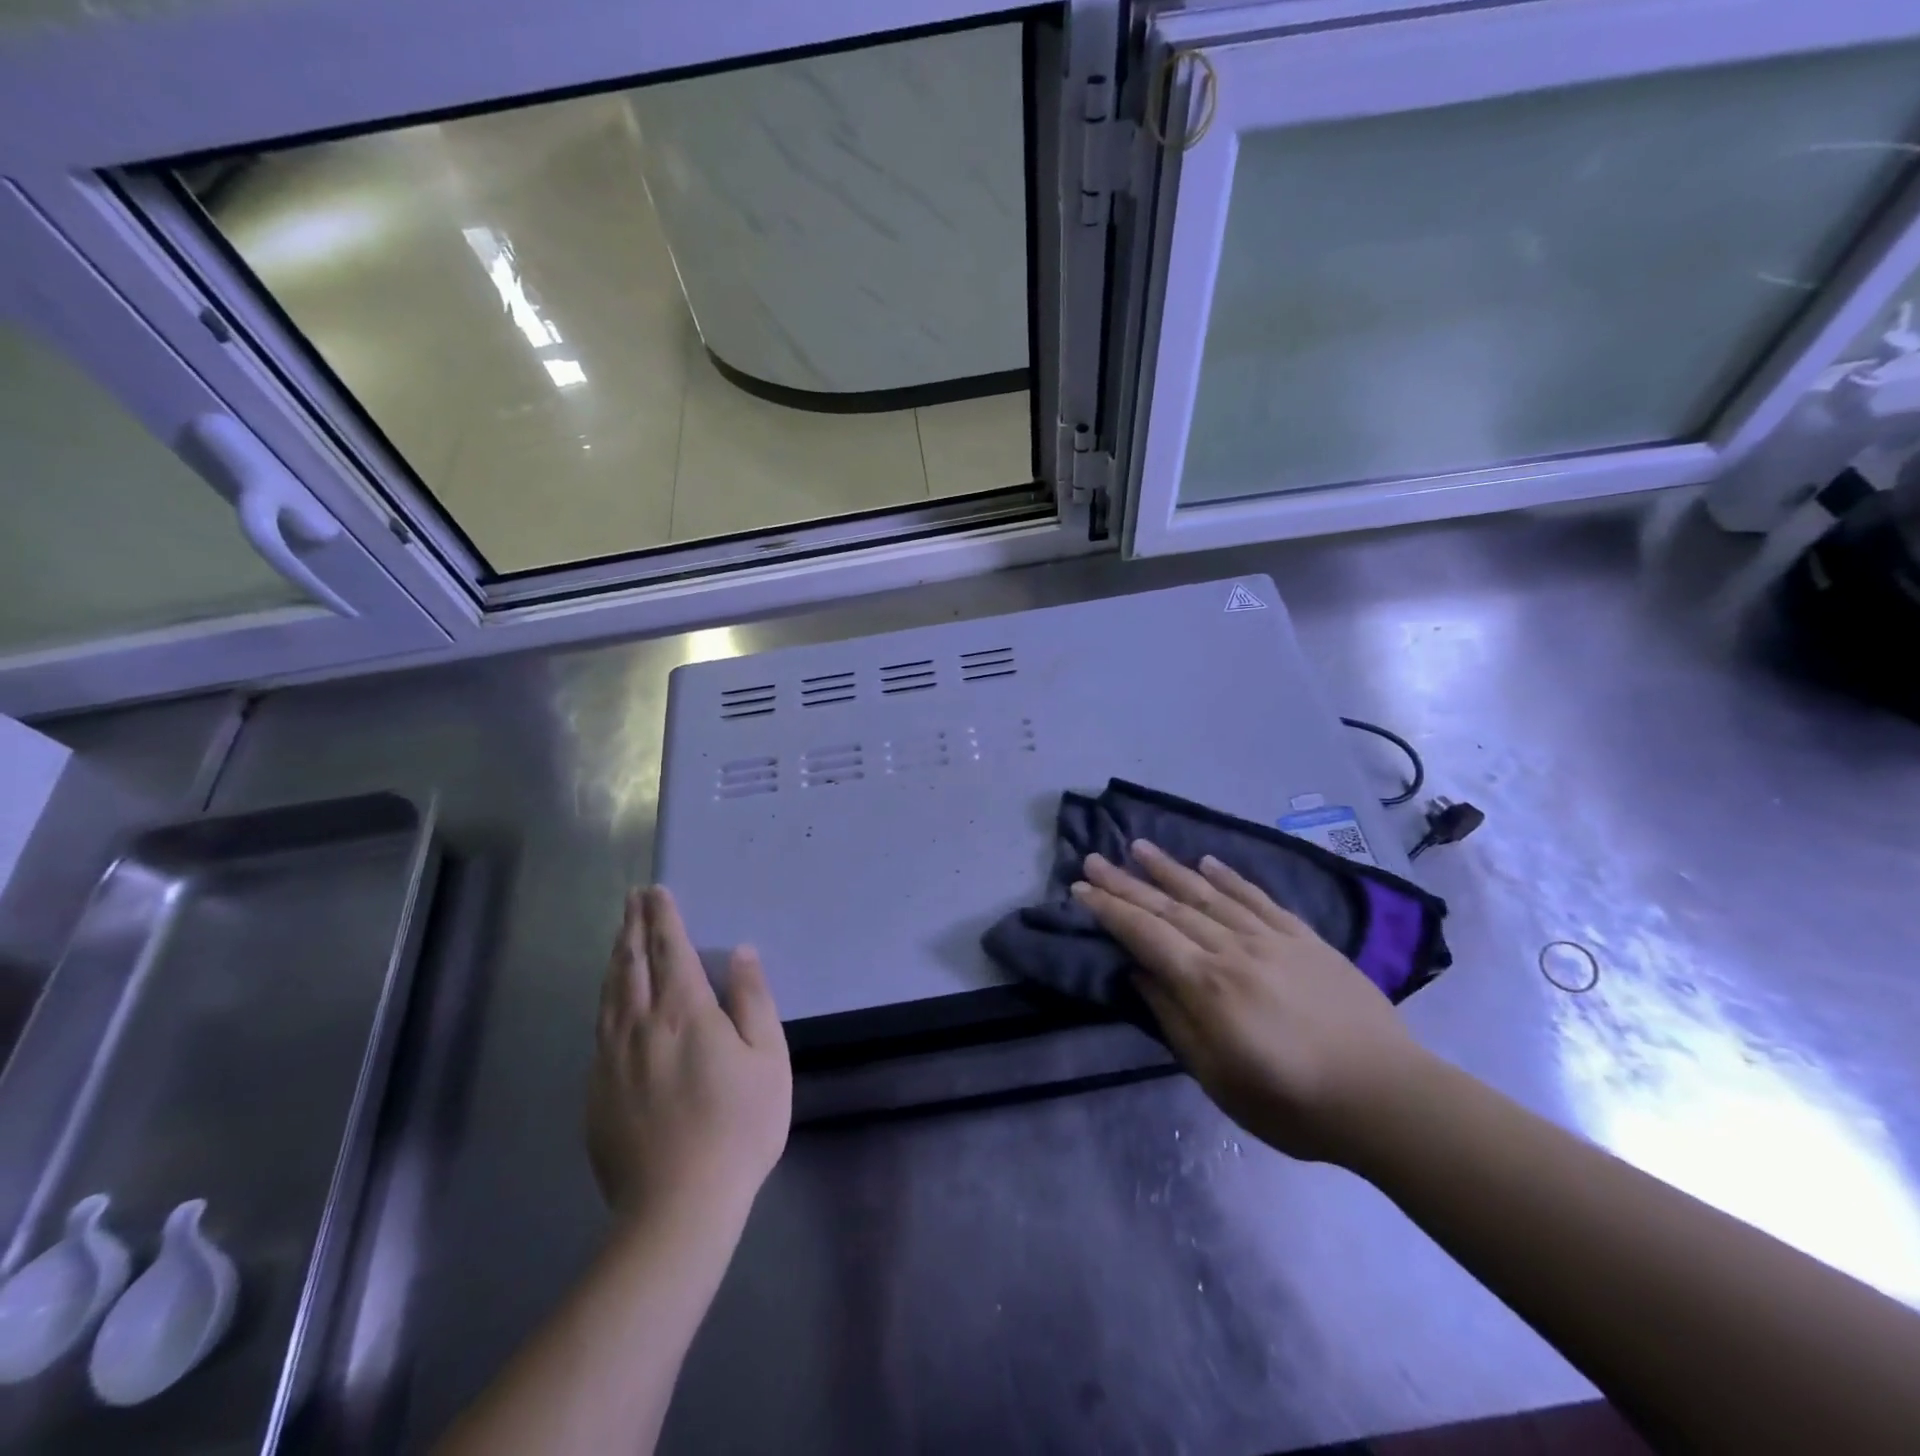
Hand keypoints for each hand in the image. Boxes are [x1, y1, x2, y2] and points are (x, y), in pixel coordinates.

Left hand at [586, 887, 790, 1225]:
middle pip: (632, 964)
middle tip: (632, 899)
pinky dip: (605, 999)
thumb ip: (753, 1000)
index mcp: (685, 1012)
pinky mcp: (597, 1091)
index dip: (664, 917)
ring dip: (615, 958)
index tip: (656, 891)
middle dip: (633, 927)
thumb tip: (741, 953)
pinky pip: (599, 1028)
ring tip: (620, 936)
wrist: (677, 1208)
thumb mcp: (768, 1059)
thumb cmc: (738, 1128)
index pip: (671, 950)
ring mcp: (612, 1059)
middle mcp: (640, 1025)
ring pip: (609, 993)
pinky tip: (609, 1000)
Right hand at [1072, 842, 1424, 1164]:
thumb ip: (1174, 1020)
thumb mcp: (1217, 1077)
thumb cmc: (1292, 1102)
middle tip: (1094, 858)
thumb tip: (1139, 973)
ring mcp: (1272, 938)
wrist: (1387, 1097)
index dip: (1109, 910)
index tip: (1079, 889)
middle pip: (1170, 908)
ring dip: (1170, 869)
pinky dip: (1230, 877)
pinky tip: (1208, 862)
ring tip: (1139, 847)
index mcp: (1208, 985)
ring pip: (1210, 894)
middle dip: (1126, 882)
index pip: (1145, 935)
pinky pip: (1259, 898)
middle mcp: (1234, 949)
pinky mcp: (1305, 938)